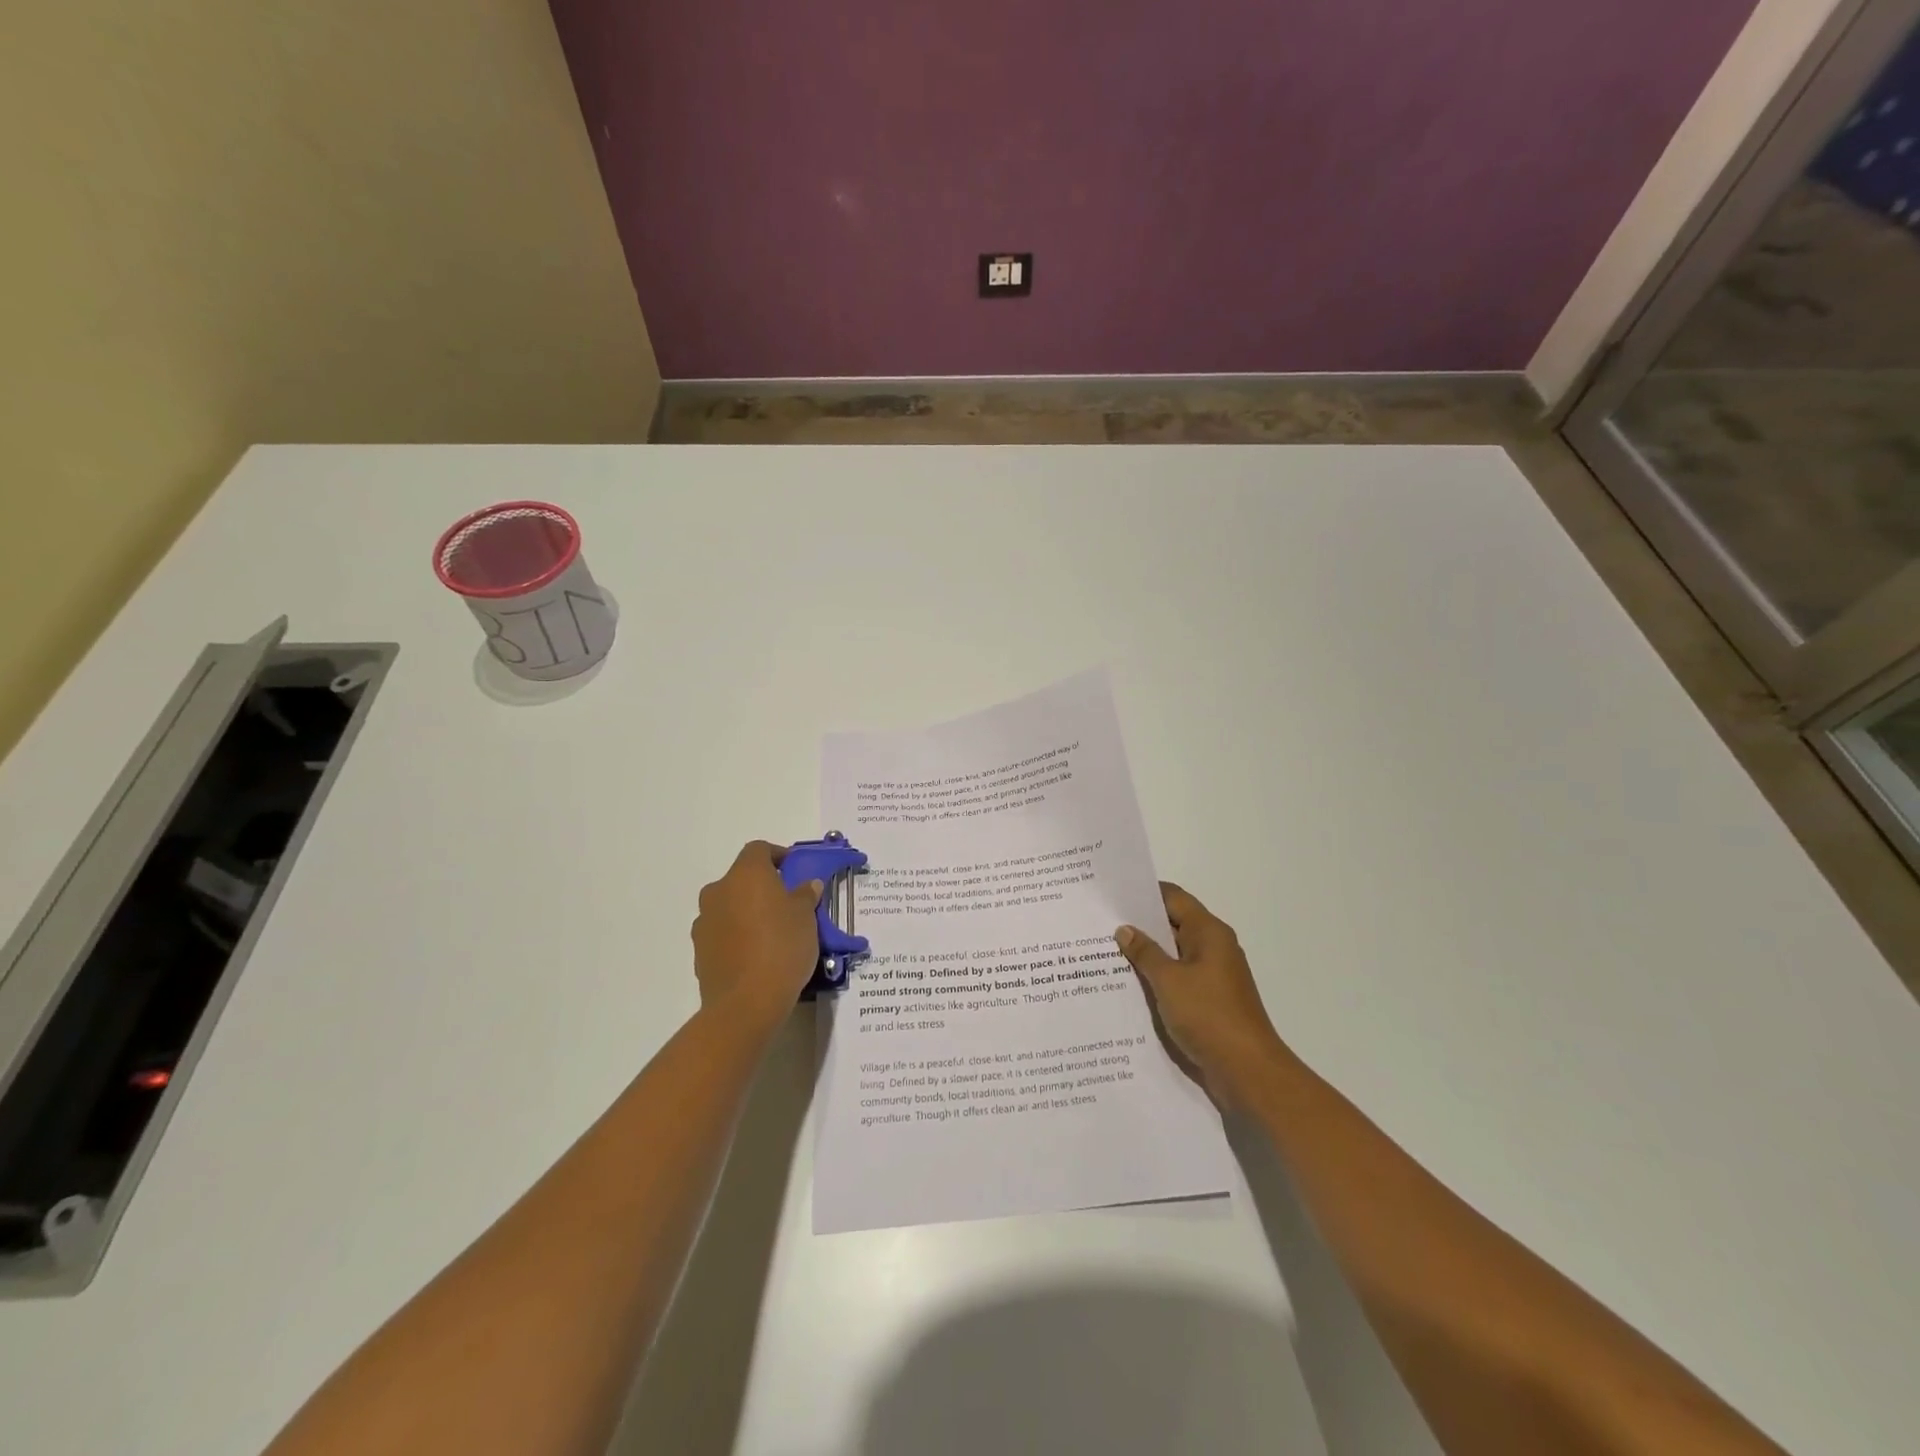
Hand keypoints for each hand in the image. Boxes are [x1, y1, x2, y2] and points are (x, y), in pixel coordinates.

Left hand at [691, 841, 822, 1033]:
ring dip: (747, 911)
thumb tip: (807, 885)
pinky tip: (755, 954)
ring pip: (730, 905)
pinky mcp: (699, 950)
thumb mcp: (806, 918)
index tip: (795, 870)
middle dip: (763, 887)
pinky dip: (736, 935)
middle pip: (742, 878)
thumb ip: (805, 895)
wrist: (746, 1002)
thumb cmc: (782, 947)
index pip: (759, 849)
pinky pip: (722, 931)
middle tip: (787, 904)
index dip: (778, 855)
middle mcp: (719, 890)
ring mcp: (704, 921)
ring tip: (772, 933)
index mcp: (746, 874)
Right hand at [1115, 884, 1288, 1107]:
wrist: (1247, 1071)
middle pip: (1173, 924)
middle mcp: (1213, 948)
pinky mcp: (1209, 1001)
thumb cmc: (1208, 1015)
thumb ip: (1145, 952)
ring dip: (1146, 954)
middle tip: (1100, 923)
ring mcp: (1212, 976)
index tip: (1112, 894)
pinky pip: (1177, 979)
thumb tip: (1125, 929)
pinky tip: (1127, 985)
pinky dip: (1156, 978)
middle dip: (1139, 925)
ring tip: (1105, 952)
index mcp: (1208, 933)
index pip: (1173, 898)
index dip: (1144, 893)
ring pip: (1173, 954)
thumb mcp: (1169, 980)